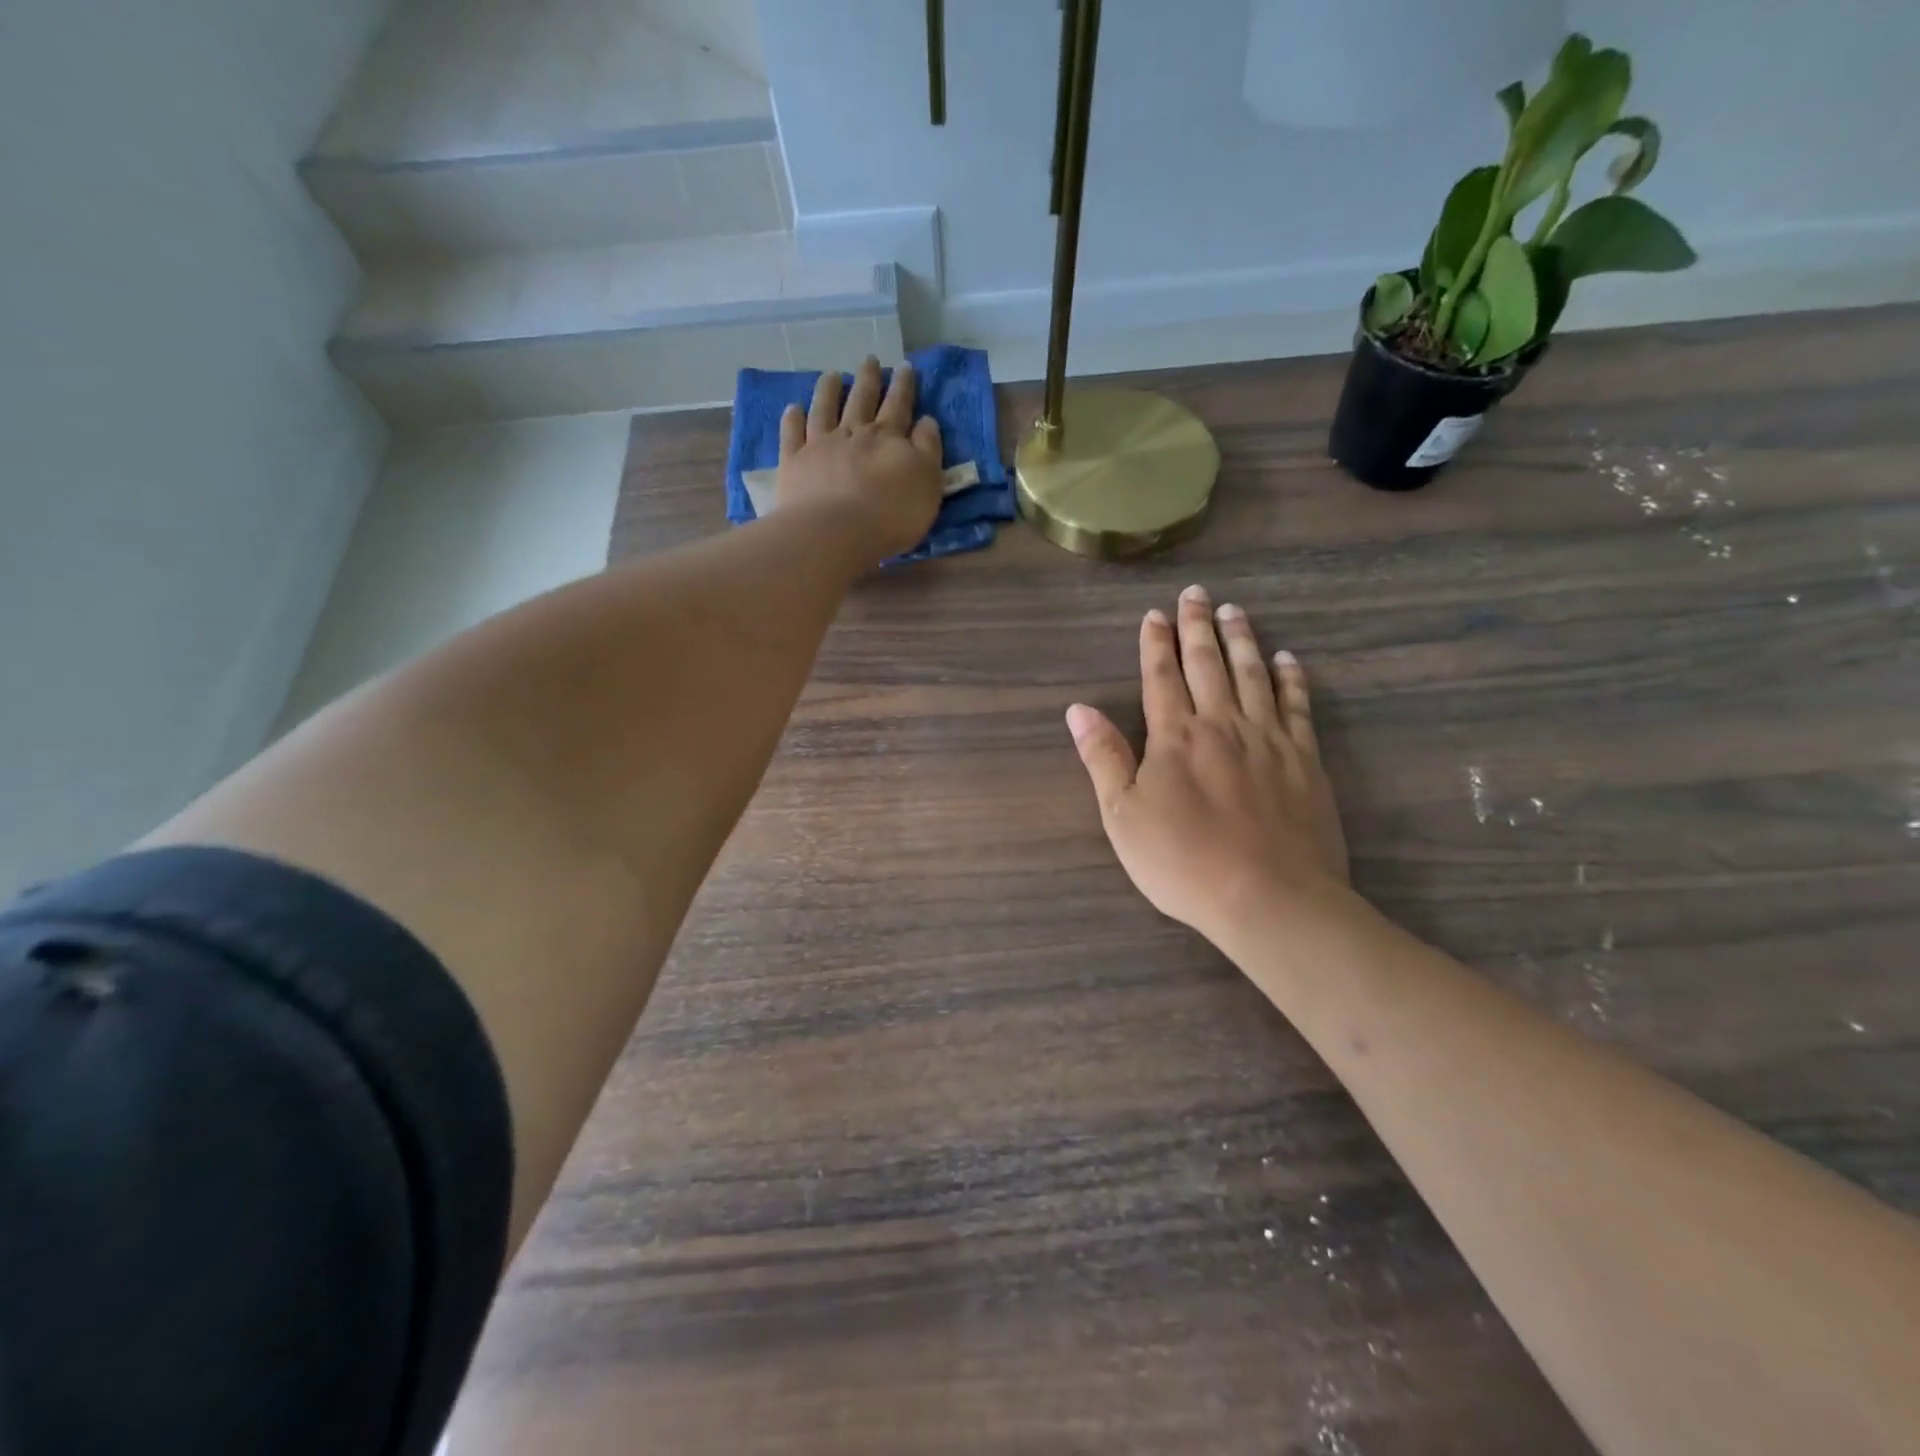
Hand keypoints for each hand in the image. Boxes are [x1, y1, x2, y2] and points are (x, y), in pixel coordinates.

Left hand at [775, 355, 944, 559]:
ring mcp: (820, 445)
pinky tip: (792, 408)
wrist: (836, 532)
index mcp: (888, 438)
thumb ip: (928, 450)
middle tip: (870, 359)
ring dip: (829, 390)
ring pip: (824, 409)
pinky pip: (792, 435)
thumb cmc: (890, 514)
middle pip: (862, 400)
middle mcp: (853, 433)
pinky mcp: (794, 463)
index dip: (903, 386)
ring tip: (831, 375)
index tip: (905, 366)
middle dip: (868, 379)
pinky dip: (792, 420)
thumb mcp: (927, 482)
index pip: (899, 405)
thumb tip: (926, 421)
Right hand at [1066, 585, 1349, 943]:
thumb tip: (1078, 710)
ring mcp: (1269, 740)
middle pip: (1208, 664)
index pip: (1161, 677)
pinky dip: (1292, 679)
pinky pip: (1298, 706)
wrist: (1270, 898)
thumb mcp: (1123, 817)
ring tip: (1235, 612)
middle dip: (1197, 627)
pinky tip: (1287, 660)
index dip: (1155, 644)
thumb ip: (1104, 759)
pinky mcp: (1305, 760)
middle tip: (1196, 594)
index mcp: (1175, 737)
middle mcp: (1222, 725)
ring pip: (1253, 675)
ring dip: (1242, 640)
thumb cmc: (1184, 863)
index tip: (1154, 614)